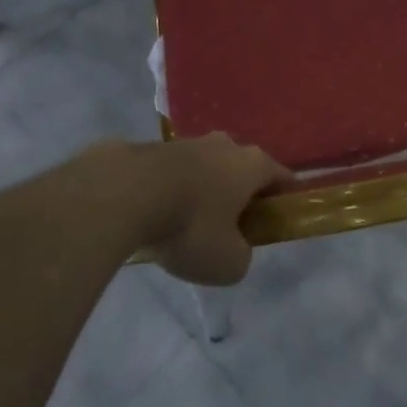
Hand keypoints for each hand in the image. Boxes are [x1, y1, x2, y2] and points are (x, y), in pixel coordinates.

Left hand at [118, 135, 290, 285]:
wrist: (124, 193)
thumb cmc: (190, 226)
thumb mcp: (227, 263)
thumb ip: (241, 256)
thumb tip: (235, 249)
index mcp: (253, 165)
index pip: (282, 177)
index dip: (283, 199)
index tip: (276, 220)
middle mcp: (225, 145)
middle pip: (242, 169)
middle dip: (239, 193)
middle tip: (229, 226)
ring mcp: (187, 142)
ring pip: (205, 168)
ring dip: (202, 191)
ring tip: (185, 224)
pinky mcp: (152, 147)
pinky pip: (172, 172)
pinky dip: (171, 190)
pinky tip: (156, 215)